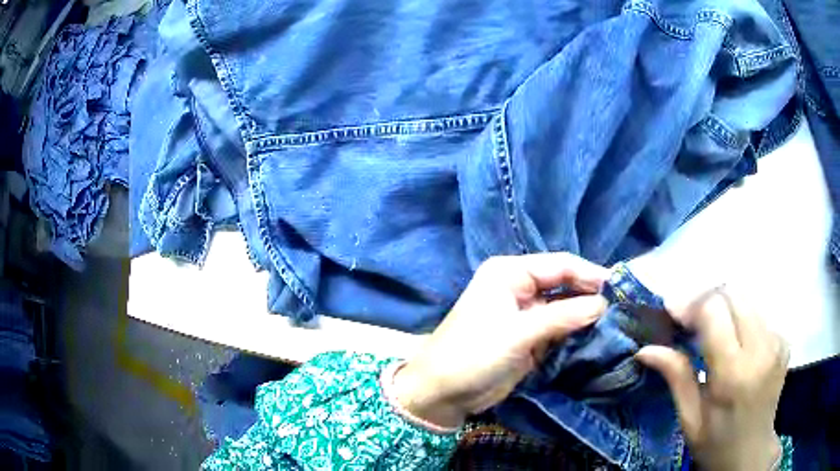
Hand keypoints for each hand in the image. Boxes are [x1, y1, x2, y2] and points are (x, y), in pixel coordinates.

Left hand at [390, 253, 607, 428]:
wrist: (444, 392)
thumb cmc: (474, 353)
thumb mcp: (519, 332)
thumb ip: (562, 317)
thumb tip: (603, 304)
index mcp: (511, 272)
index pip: (560, 265)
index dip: (590, 274)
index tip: (620, 288)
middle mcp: (519, 287)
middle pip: (565, 285)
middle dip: (591, 295)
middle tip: (623, 307)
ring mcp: (526, 314)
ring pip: (565, 308)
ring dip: (586, 316)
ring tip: (617, 322)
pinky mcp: (529, 337)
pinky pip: (559, 329)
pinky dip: (576, 333)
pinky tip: (597, 337)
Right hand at [636, 287, 788, 470]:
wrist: (751, 453)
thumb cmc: (715, 442)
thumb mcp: (689, 419)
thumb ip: (676, 377)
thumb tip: (646, 350)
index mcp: (733, 374)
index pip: (714, 311)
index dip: (691, 304)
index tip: (673, 313)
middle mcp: (761, 349)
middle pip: (733, 294)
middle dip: (706, 300)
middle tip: (689, 320)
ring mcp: (777, 342)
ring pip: (747, 299)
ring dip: (724, 307)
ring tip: (710, 331)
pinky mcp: (784, 341)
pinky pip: (759, 314)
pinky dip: (741, 319)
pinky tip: (734, 342)